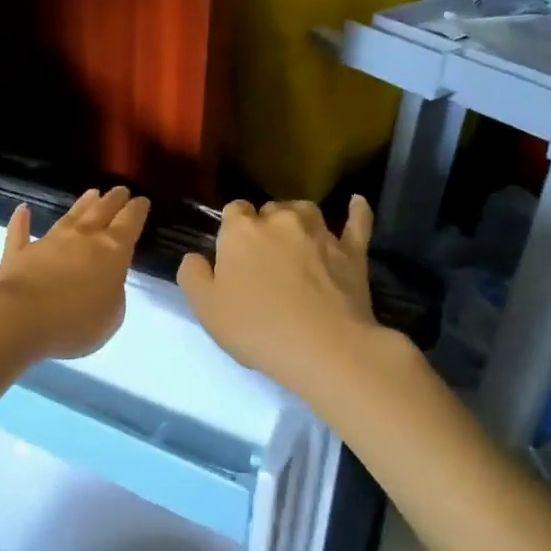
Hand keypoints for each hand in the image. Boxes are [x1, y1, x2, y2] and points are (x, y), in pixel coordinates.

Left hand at [0, 187, 149, 358]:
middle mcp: (82, 238)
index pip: (129, 223)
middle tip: (120, 189)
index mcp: (112, 251)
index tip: (142, 200)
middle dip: (113, 200)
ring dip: (82, 204)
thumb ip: (113, 292)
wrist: (21, 318)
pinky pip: (20, 232)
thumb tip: (105, 280)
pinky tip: (23, 209)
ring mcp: (49, 242)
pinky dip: (21, 221)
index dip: (137, 210)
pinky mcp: (19, 253)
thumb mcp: (112, 315)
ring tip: (92, 193)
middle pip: (101, 212)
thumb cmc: (76, 322)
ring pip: (69, 217)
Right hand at [177, 197, 382, 395]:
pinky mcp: (352, 251)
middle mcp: (281, 219)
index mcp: (241, 230)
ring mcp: (320, 232)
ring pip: (305, 211)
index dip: (231, 231)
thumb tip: (195, 257)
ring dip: (297, 221)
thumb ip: (193, 275)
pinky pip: (356, 222)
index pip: (233, 211)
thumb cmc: (256, 328)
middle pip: (269, 210)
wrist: (324, 348)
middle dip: (264, 228)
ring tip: (294, 244)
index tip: (233, 257)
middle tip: (263, 262)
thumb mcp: (206, 308)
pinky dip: (356, 211)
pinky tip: (357, 202)